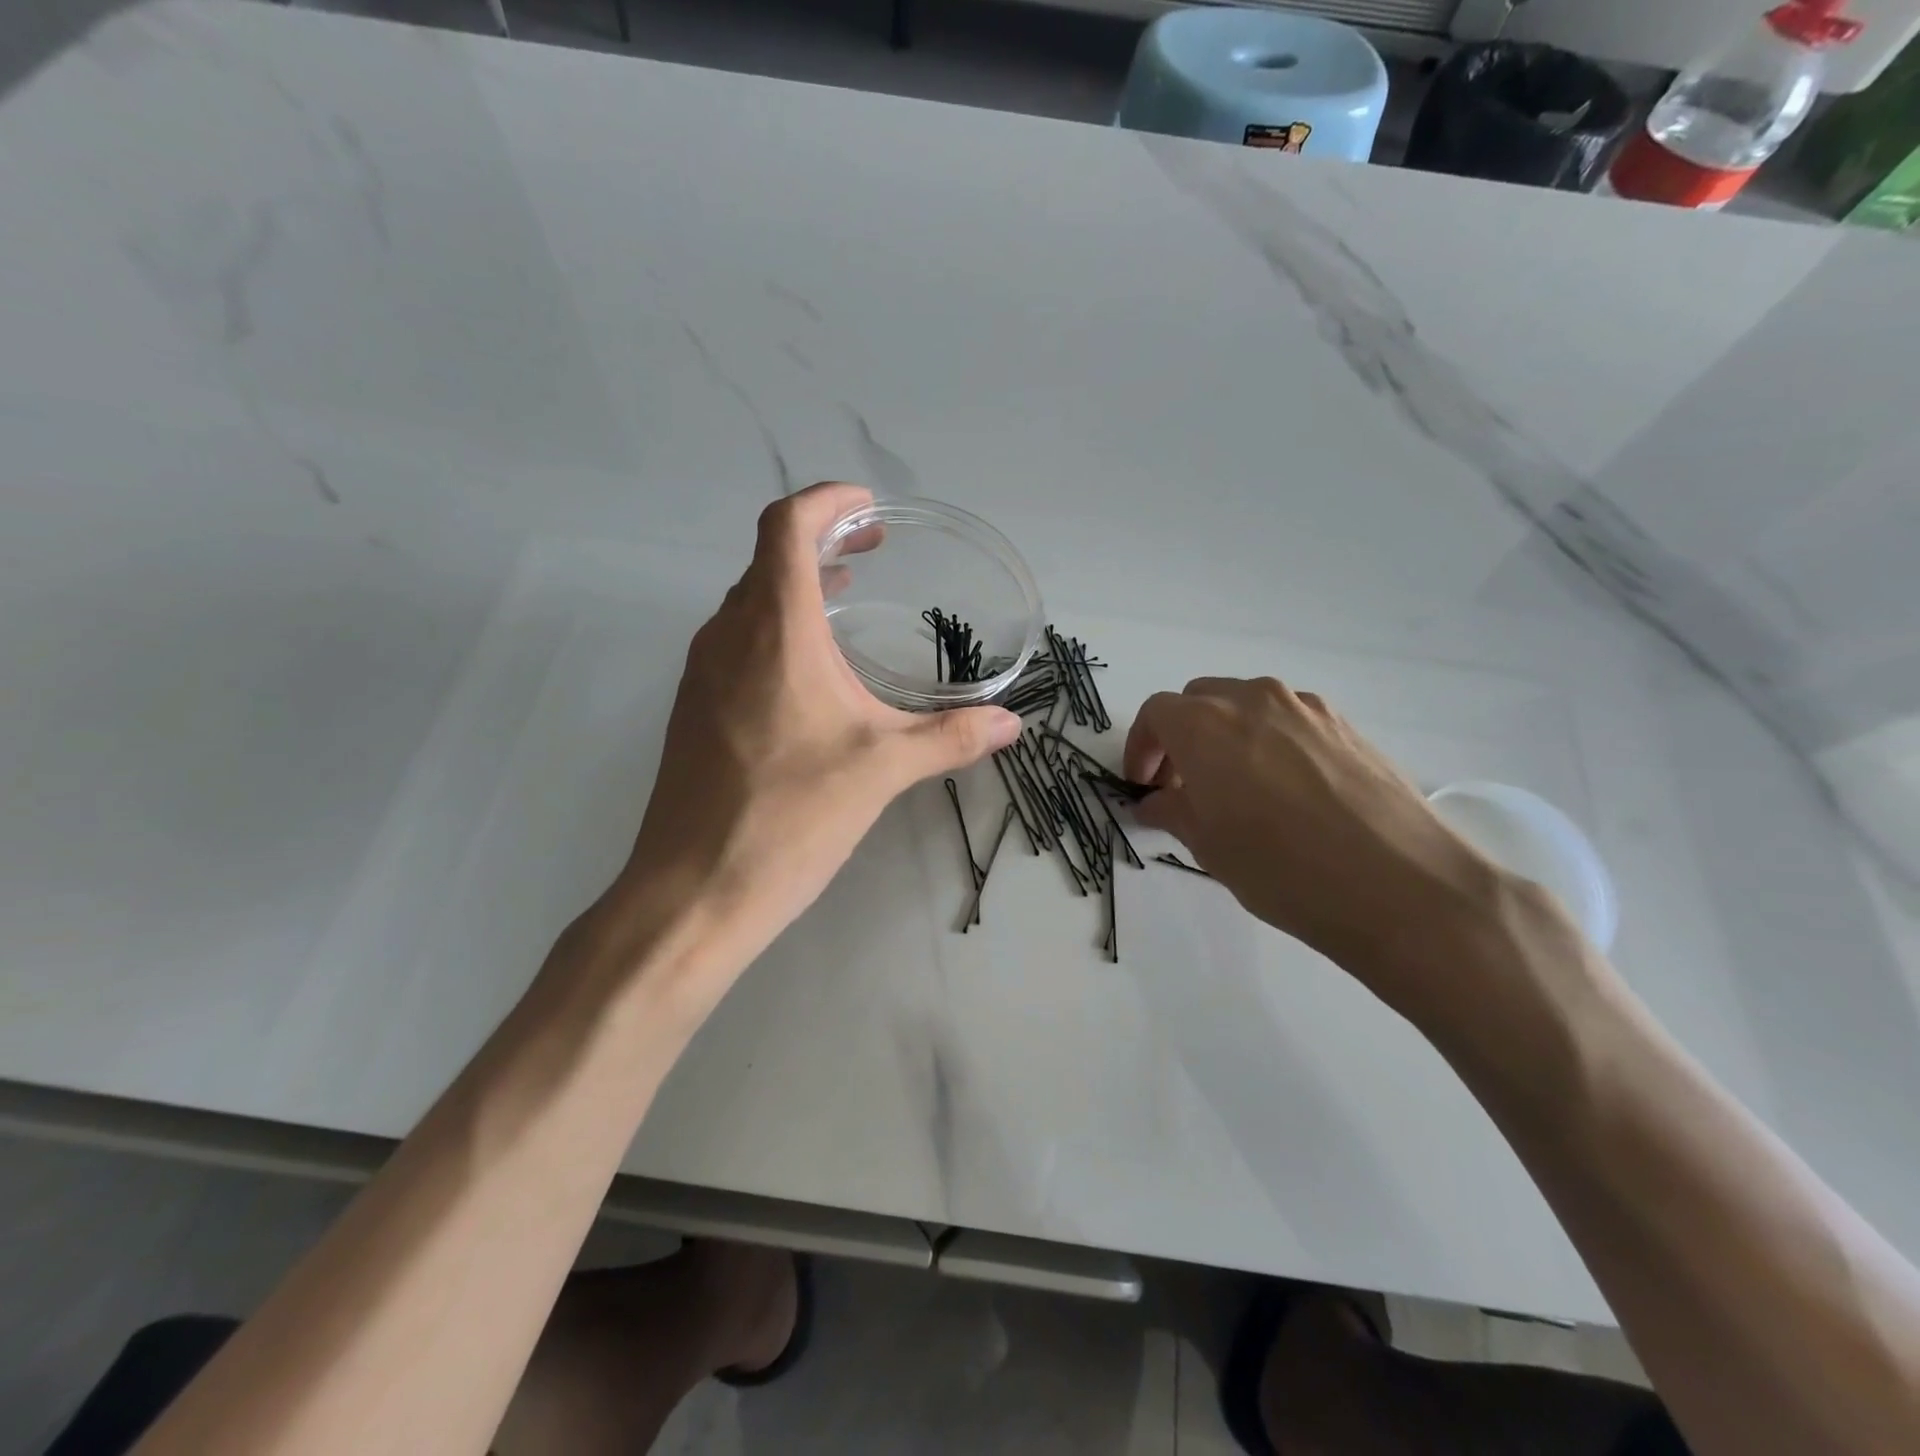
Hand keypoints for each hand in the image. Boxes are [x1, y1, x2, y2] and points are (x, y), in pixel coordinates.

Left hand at [615, 483, 1020, 976]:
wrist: (693, 889)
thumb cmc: (789, 816)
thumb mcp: (882, 770)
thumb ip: (950, 737)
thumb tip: (1012, 724)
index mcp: (774, 629)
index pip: (786, 526)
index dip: (827, 501)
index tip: (868, 507)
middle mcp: (728, 635)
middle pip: (767, 556)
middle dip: (822, 539)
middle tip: (873, 548)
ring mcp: (701, 672)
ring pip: (749, 600)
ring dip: (796, 585)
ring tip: (846, 595)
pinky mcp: (693, 709)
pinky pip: (735, 641)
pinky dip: (775, 628)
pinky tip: (809, 672)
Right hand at [1124, 677, 1517, 1005]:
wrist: (1401, 886)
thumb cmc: (1283, 868)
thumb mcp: (1209, 847)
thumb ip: (1173, 812)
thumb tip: (1156, 802)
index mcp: (1206, 724)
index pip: (1156, 714)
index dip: (1141, 748)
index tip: (1144, 786)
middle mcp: (1253, 699)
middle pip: (1199, 701)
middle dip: (1181, 737)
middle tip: (1184, 786)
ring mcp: (1306, 708)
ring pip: (1247, 706)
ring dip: (1226, 736)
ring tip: (1237, 789)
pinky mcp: (1347, 726)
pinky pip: (1290, 721)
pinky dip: (1270, 742)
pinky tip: (1287, 792)